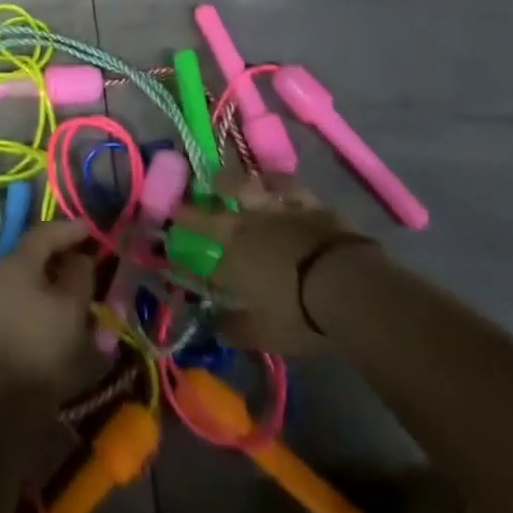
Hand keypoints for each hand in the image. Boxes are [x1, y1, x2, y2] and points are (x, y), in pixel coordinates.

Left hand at [0, 219, 96, 403]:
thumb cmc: (40, 350)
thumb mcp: (72, 310)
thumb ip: (80, 276)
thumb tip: (78, 258)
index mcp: (16, 262)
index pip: (44, 233)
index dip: (70, 229)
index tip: (91, 230)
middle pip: (31, 257)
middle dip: (58, 257)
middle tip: (84, 264)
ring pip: (22, 283)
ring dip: (47, 284)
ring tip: (71, 297)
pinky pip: (14, 305)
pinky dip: (34, 305)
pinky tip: (49, 322)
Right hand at [171, 167, 377, 356]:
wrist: (344, 282)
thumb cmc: (301, 314)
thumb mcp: (266, 334)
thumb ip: (237, 329)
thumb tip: (216, 327)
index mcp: (232, 258)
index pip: (200, 253)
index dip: (183, 250)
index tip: (168, 244)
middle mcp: (245, 226)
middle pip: (212, 213)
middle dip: (192, 209)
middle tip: (181, 202)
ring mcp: (273, 208)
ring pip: (242, 186)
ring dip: (228, 183)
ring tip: (220, 179)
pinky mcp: (303, 200)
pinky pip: (281, 182)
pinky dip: (272, 180)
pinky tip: (269, 178)